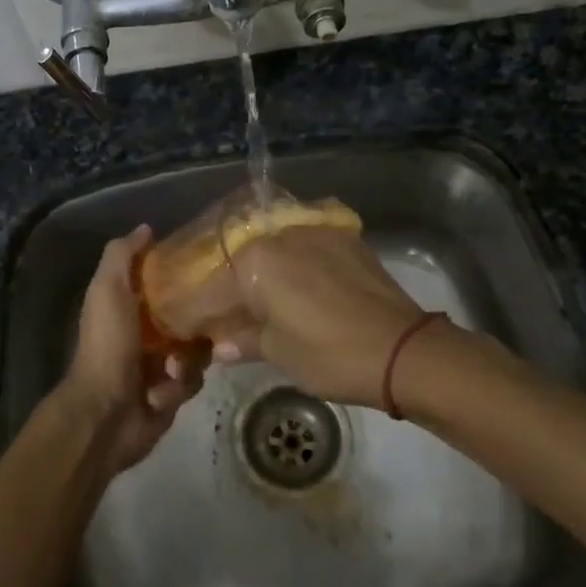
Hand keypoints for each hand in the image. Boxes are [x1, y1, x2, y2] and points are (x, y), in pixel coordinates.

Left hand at [52, 225, 201, 475]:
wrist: (105, 414)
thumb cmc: (107, 345)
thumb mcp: (108, 290)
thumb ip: (122, 255)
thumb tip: (146, 228)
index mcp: (127, 305)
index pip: (163, 281)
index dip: (182, 274)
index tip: (205, 267)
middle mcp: (144, 332)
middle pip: (188, 315)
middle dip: (197, 321)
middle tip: (207, 322)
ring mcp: (158, 364)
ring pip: (196, 349)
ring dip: (186, 360)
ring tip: (172, 368)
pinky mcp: (170, 394)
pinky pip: (192, 381)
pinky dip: (178, 385)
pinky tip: (162, 391)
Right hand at [180, 227, 433, 408]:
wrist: (404, 349)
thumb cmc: (331, 355)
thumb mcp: (279, 353)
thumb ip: (243, 341)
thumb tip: (219, 346)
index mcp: (256, 262)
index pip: (210, 290)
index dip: (193, 313)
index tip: (181, 328)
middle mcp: (279, 235)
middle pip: (239, 263)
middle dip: (225, 291)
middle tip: (218, 317)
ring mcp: (314, 231)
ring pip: (271, 252)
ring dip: (258, 276)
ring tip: (254, 302)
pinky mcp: (343, 238)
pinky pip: (302, 247)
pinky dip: (290, 266)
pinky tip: (291, 288)